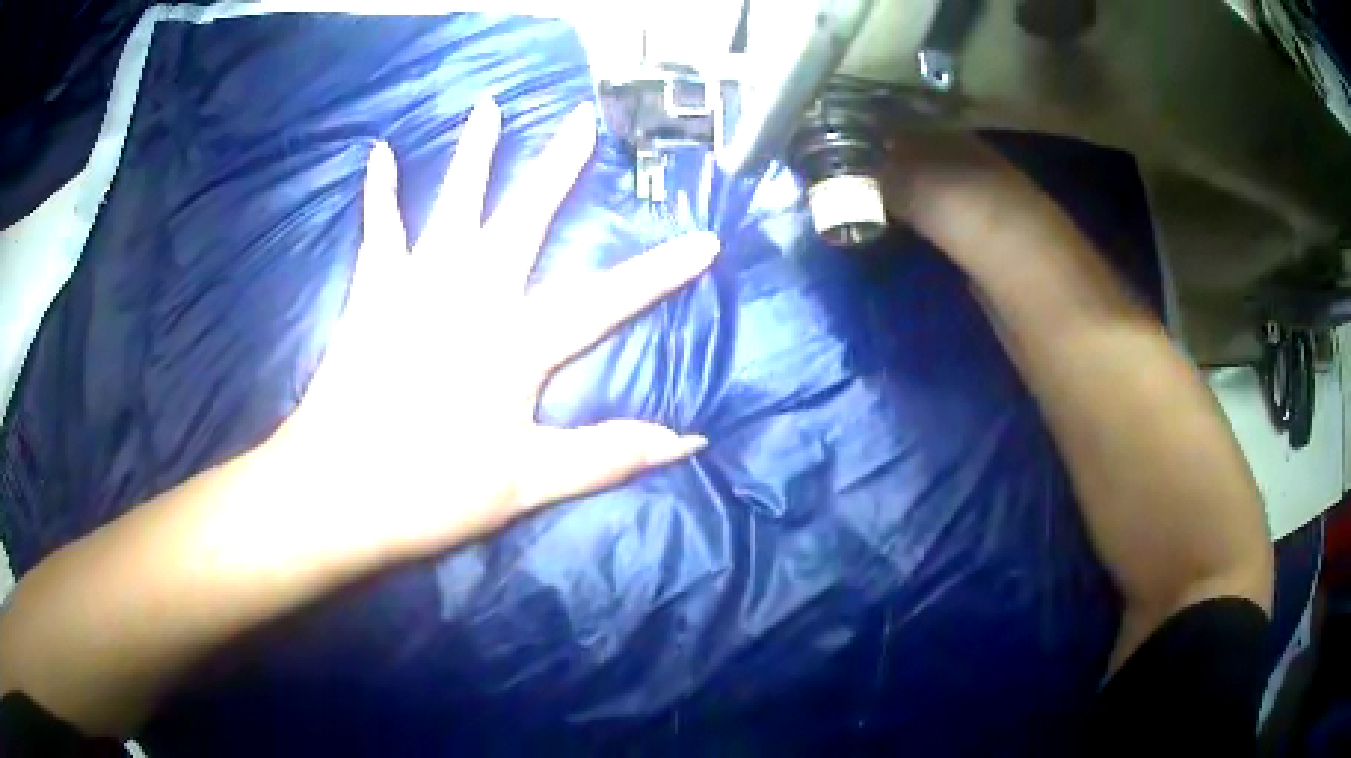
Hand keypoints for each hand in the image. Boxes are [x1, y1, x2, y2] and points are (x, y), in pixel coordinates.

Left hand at [274, 99, 717, 562]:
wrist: (337, 489)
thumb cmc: (432, 490)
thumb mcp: (529, 484)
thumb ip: (609, 455)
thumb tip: (689, 440)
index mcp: (514, 342)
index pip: (605, 300)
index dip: (659, 273)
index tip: (703, 239)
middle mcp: (470, 294)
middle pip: (524, 219)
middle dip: (558, 168)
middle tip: (581, 119)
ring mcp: (416, 285)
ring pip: (454, 204)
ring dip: (475, 153)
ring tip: (489, 105)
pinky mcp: (372, 292)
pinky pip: (379, 229)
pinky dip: (379, 191)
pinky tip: (380, 151)